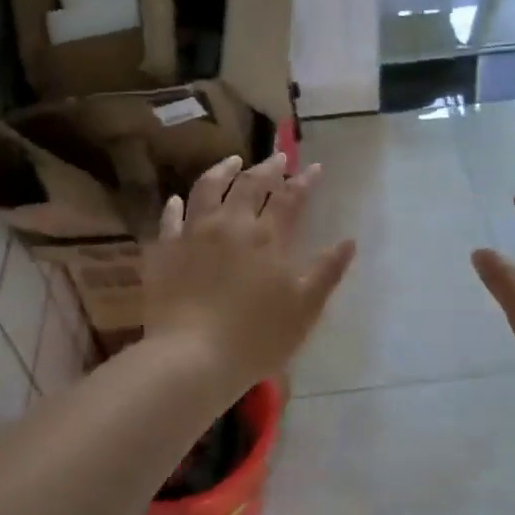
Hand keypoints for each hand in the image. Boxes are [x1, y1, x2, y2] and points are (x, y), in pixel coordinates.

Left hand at [144, 153, 356, 390]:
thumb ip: (327, 271)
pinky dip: (176, 205)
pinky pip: (170, 218)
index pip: (290, 198)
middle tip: (278, 157)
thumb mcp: (305, 309)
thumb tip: (349, 241)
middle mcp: (230, 225)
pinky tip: (178, 199)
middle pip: (250, 185)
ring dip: (223, 170)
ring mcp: (193, 234)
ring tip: (232, 161)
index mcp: (267, 238)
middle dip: (267, 168)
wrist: (192, 357)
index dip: (305, 180)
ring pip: (208, 188)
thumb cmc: (257, 337)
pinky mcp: (165, 250)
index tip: (315, 167)